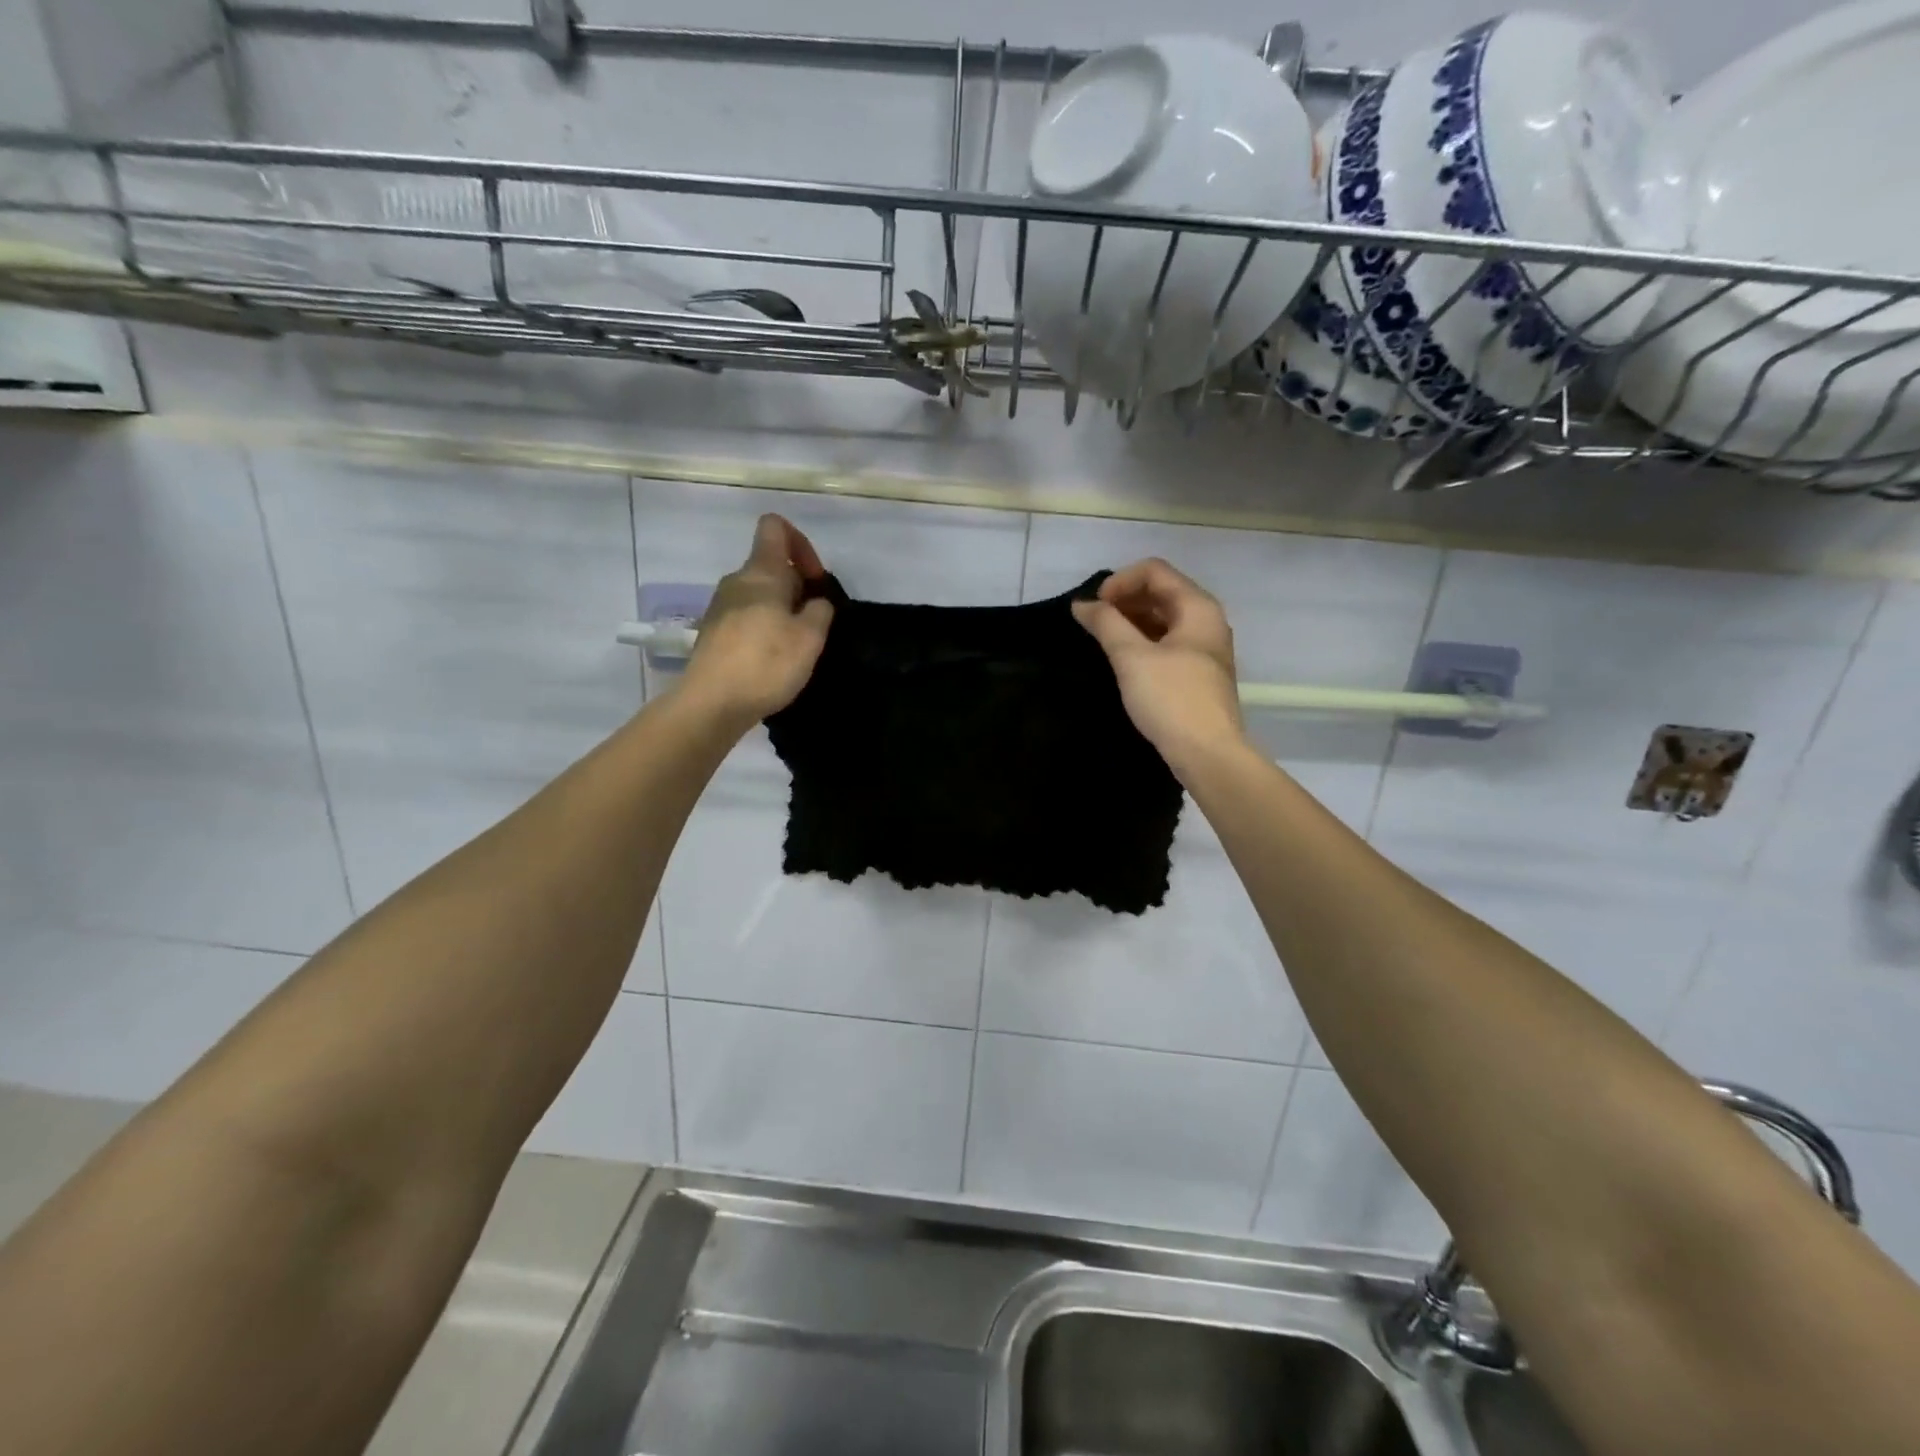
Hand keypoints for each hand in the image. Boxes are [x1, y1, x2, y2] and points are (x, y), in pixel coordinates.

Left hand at [681, 515, 834, 727]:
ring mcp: (720, 607)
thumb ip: (820, 610)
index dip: (801, 544)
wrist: (711, 703)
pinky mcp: (713, 633)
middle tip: (813, 623)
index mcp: (761, 572)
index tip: (815, 580)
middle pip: (770, 565)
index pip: (775, 527)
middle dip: (797, 587)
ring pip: (759, 594)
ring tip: (795, 645)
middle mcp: (736, 581)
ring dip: (781, 611)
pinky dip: (764, 628)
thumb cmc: (765, 664)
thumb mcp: (810, 637)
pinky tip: (772, 659)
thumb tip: (815, 602)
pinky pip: (746, 617)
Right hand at [1072, 558, 1246, 770]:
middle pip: (1161, 591)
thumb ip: (1105, 623)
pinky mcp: (1199, 673)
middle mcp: (1207, 620)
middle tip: (1094, 623)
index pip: (1154, 571)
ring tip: (1103, 640)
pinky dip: (1143, 642)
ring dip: (1132, 621)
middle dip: (1124, 600)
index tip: (1094, 608)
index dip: (1119, 581)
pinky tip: (1123, 660)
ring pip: (1164, 619)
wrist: (1208, 754)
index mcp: (1197, 607)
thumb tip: (1082, 604)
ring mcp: (1205, 648)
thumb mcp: (1131, 657)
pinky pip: (1168, 642)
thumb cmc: (1171, 699)